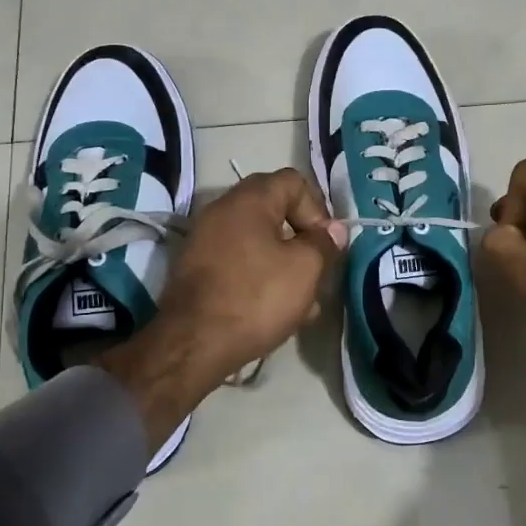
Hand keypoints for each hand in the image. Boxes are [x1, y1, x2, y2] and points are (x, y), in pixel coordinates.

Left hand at [99, 170, 346, 447]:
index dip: (318, 209)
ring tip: (302, 302)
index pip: (294, 182)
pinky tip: (275, 311)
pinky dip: (260, 278)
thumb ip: (324, 244)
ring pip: (259, 242)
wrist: (192, 344)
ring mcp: (205, 240)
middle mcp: (222, 210)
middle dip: (302, 241)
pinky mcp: (197, 269)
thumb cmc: (256, 297)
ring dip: (284, 265)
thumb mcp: (305, 269)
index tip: (325, 244)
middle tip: (316, 272)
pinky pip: (239, 262)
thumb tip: (333, 230)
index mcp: (249, 199)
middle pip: (275, 212)